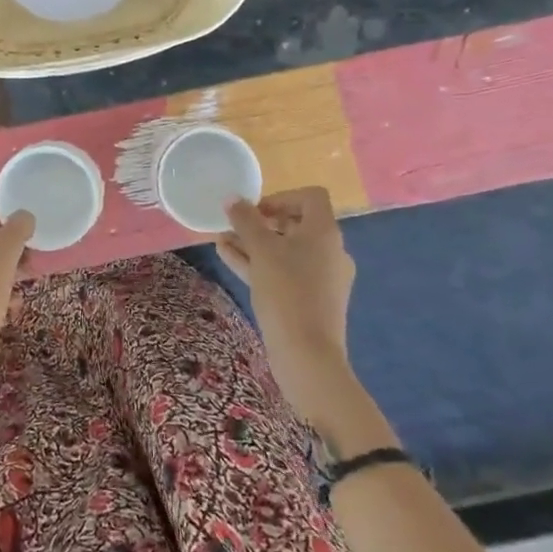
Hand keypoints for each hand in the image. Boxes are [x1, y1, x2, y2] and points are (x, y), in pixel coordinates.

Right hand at [217, 189, 372, 440]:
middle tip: (234, 226)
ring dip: (255, 243)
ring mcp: (323, 278)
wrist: (307, 354)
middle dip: (261, 222)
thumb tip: (232, 198)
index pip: (310, 197)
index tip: (255, 210)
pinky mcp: (312, 300)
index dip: (281, 197)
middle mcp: (329, 251)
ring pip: (286, 250)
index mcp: (325, 232)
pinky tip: (229, 260)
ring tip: (222, 241)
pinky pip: (285, 271)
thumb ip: (245, 220)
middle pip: (296, 224)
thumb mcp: (261, 250)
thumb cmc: (287, 291)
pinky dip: (261, 263)